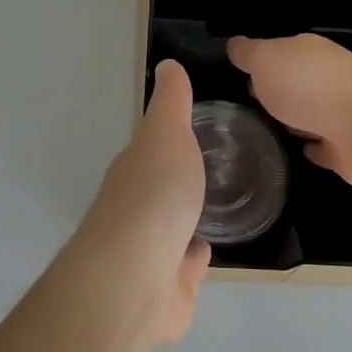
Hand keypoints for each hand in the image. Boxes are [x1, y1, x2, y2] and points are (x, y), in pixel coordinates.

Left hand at [59, 60, 209, 345]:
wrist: (136, 278)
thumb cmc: (154, 197)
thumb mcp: (165, 135)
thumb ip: (171, 104)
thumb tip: (167, 64)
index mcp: (133, 171)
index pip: (150, 149)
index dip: (169, 138)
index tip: (195, 128)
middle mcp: (135, 209)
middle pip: (159, 189)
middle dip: (178, 179)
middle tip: (215, 167)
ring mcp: (149, 250)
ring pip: (172, 227)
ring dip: (187, 218)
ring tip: (218, 204)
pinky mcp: (167, 286)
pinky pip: (184, 265)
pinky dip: (194, 257)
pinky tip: (210, 248)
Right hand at [227, 34, 351, 188]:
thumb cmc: (308, 85)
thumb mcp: (265, 59)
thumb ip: (248, 53)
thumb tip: (234, 44)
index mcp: (308, 52)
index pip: (281, 53)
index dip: (262, 63)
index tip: (242, 78)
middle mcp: (328, 78)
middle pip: (299, 82)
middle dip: (279, 90)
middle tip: (252, 104)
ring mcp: (342, 113)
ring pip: (313, 113)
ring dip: (297, 119)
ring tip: (271, 129)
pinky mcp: (350, 148)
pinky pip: (326, 147)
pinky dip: (316, 148)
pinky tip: (301, 151)